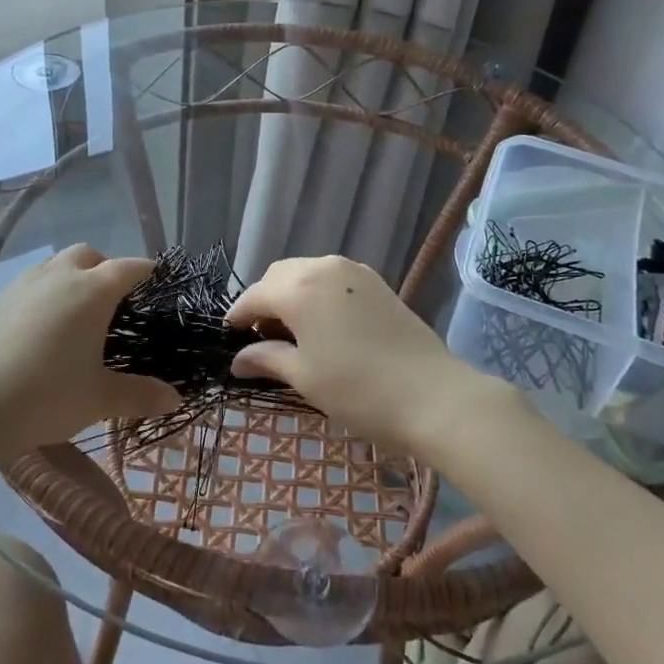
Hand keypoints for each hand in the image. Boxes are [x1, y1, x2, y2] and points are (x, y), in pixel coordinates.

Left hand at [0, 244, 178, 459]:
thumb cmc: (42, 397)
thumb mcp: (98, 400)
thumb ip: (140, 395)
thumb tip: (176, 399)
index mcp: (92, 291)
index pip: (130, 267)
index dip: (149, 273)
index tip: (159, 286)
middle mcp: (59, 276)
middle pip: (90, 255)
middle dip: (107, 269)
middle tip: (115, 305)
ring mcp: (23, 284)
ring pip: (56, 265)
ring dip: (73, 278)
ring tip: (77, 318)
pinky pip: (31, 284)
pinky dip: (46, 295)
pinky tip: (40, 332)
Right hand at [226, 255, 501, 459]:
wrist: (433, 395)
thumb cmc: (358, 390)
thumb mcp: (304, 377)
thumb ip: (266, 359)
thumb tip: (238, 360)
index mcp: (298, 289)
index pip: (255, 295)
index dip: (238, 316)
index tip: (229, 337)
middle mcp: (323, 268)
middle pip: (279, 275)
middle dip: (264, 300)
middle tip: (260, 336)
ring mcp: (354, 271)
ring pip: (307, 272)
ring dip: (291, 293)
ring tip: (292, 331)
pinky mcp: (377, 282)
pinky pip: (332, 278)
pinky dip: (317, 293)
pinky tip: (323, 324)